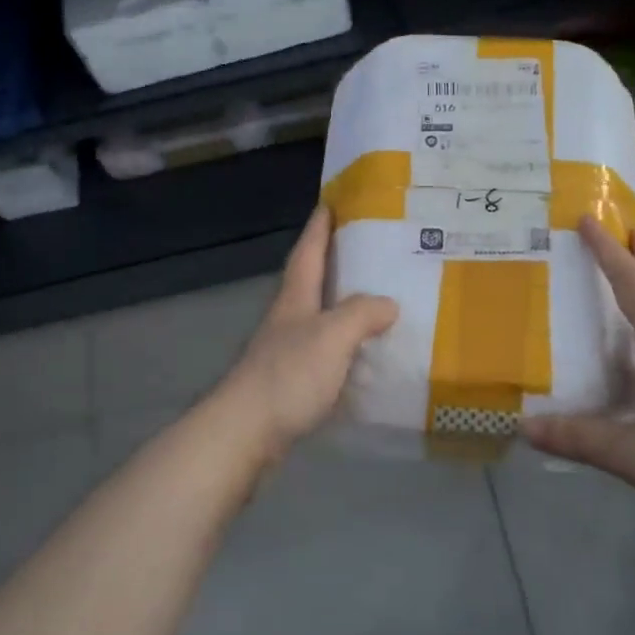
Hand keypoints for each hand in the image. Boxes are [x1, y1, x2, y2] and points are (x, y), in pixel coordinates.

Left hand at [200, 205, 397, 467]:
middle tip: (367, 251)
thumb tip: (389, 304)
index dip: (319, 227)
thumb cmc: (288, 375)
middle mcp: (288, 319)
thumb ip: (362, 314)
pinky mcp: (289, 383)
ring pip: (317, 318)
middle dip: (333, 263)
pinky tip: (362, 357)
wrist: (245, 432)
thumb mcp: (332, 335)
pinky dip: (343, 347)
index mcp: (295, 299)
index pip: (308, 252)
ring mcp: (285, 352)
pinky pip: (323, 353)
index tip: (331, 202)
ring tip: (375, 302)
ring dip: (340, 306)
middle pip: (310, 282)